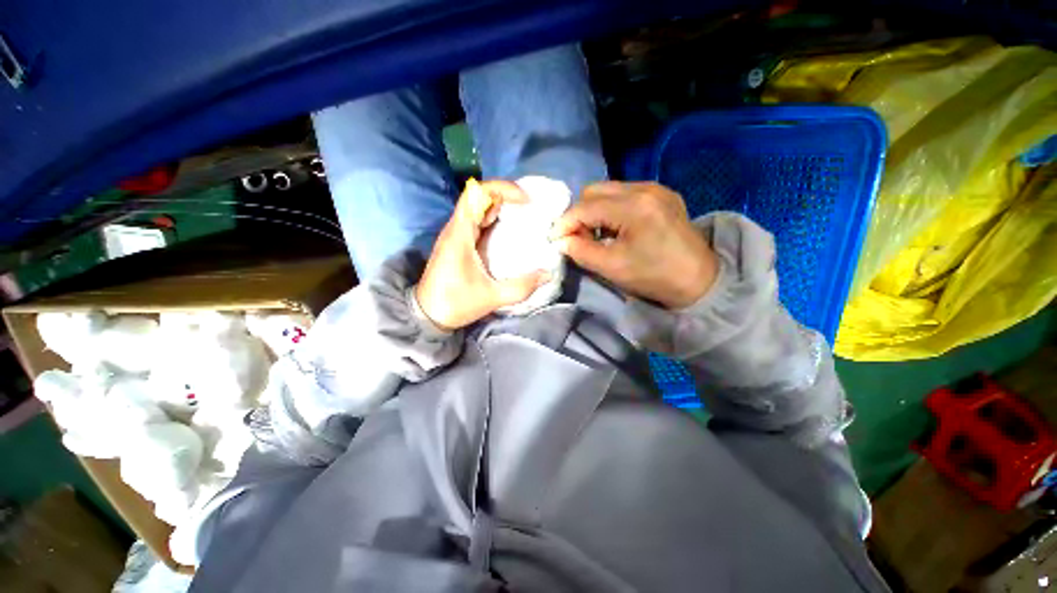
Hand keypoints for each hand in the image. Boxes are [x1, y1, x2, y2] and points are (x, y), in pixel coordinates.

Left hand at [414, 179, 550, 330]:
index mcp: (460, 235)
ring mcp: (456, 235)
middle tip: (532, 209)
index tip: (526, 200)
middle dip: (507, 197)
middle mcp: (456, 228)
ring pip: (479, 208)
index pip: (476, 193)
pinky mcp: (458, 243)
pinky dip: (495, 219)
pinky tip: (511, 231)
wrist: (427, 315)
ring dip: (502, 207)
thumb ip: (522, 287)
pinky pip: (478, 221)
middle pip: (479, 196)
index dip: (502, 188)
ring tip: (526, 217)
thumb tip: (547, 274)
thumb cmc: (455, 304)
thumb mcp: (492, 297)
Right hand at [549, 182, 718, 308]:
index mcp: (634, 207)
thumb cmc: (654, 277)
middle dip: (579, 213)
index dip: (565, 223)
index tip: (555, 239)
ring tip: (597, 234)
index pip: (586, 207)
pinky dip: (611, 209)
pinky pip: (625, 193)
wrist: (698, 281)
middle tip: (578, 237)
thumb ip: (581, 251)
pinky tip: (615, 228)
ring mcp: (656, 188)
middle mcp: (645, 188)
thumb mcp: (612, 268)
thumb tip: (561, 240)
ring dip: (595, 210)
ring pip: (609, 190)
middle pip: (595, 190)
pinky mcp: (662, 194)